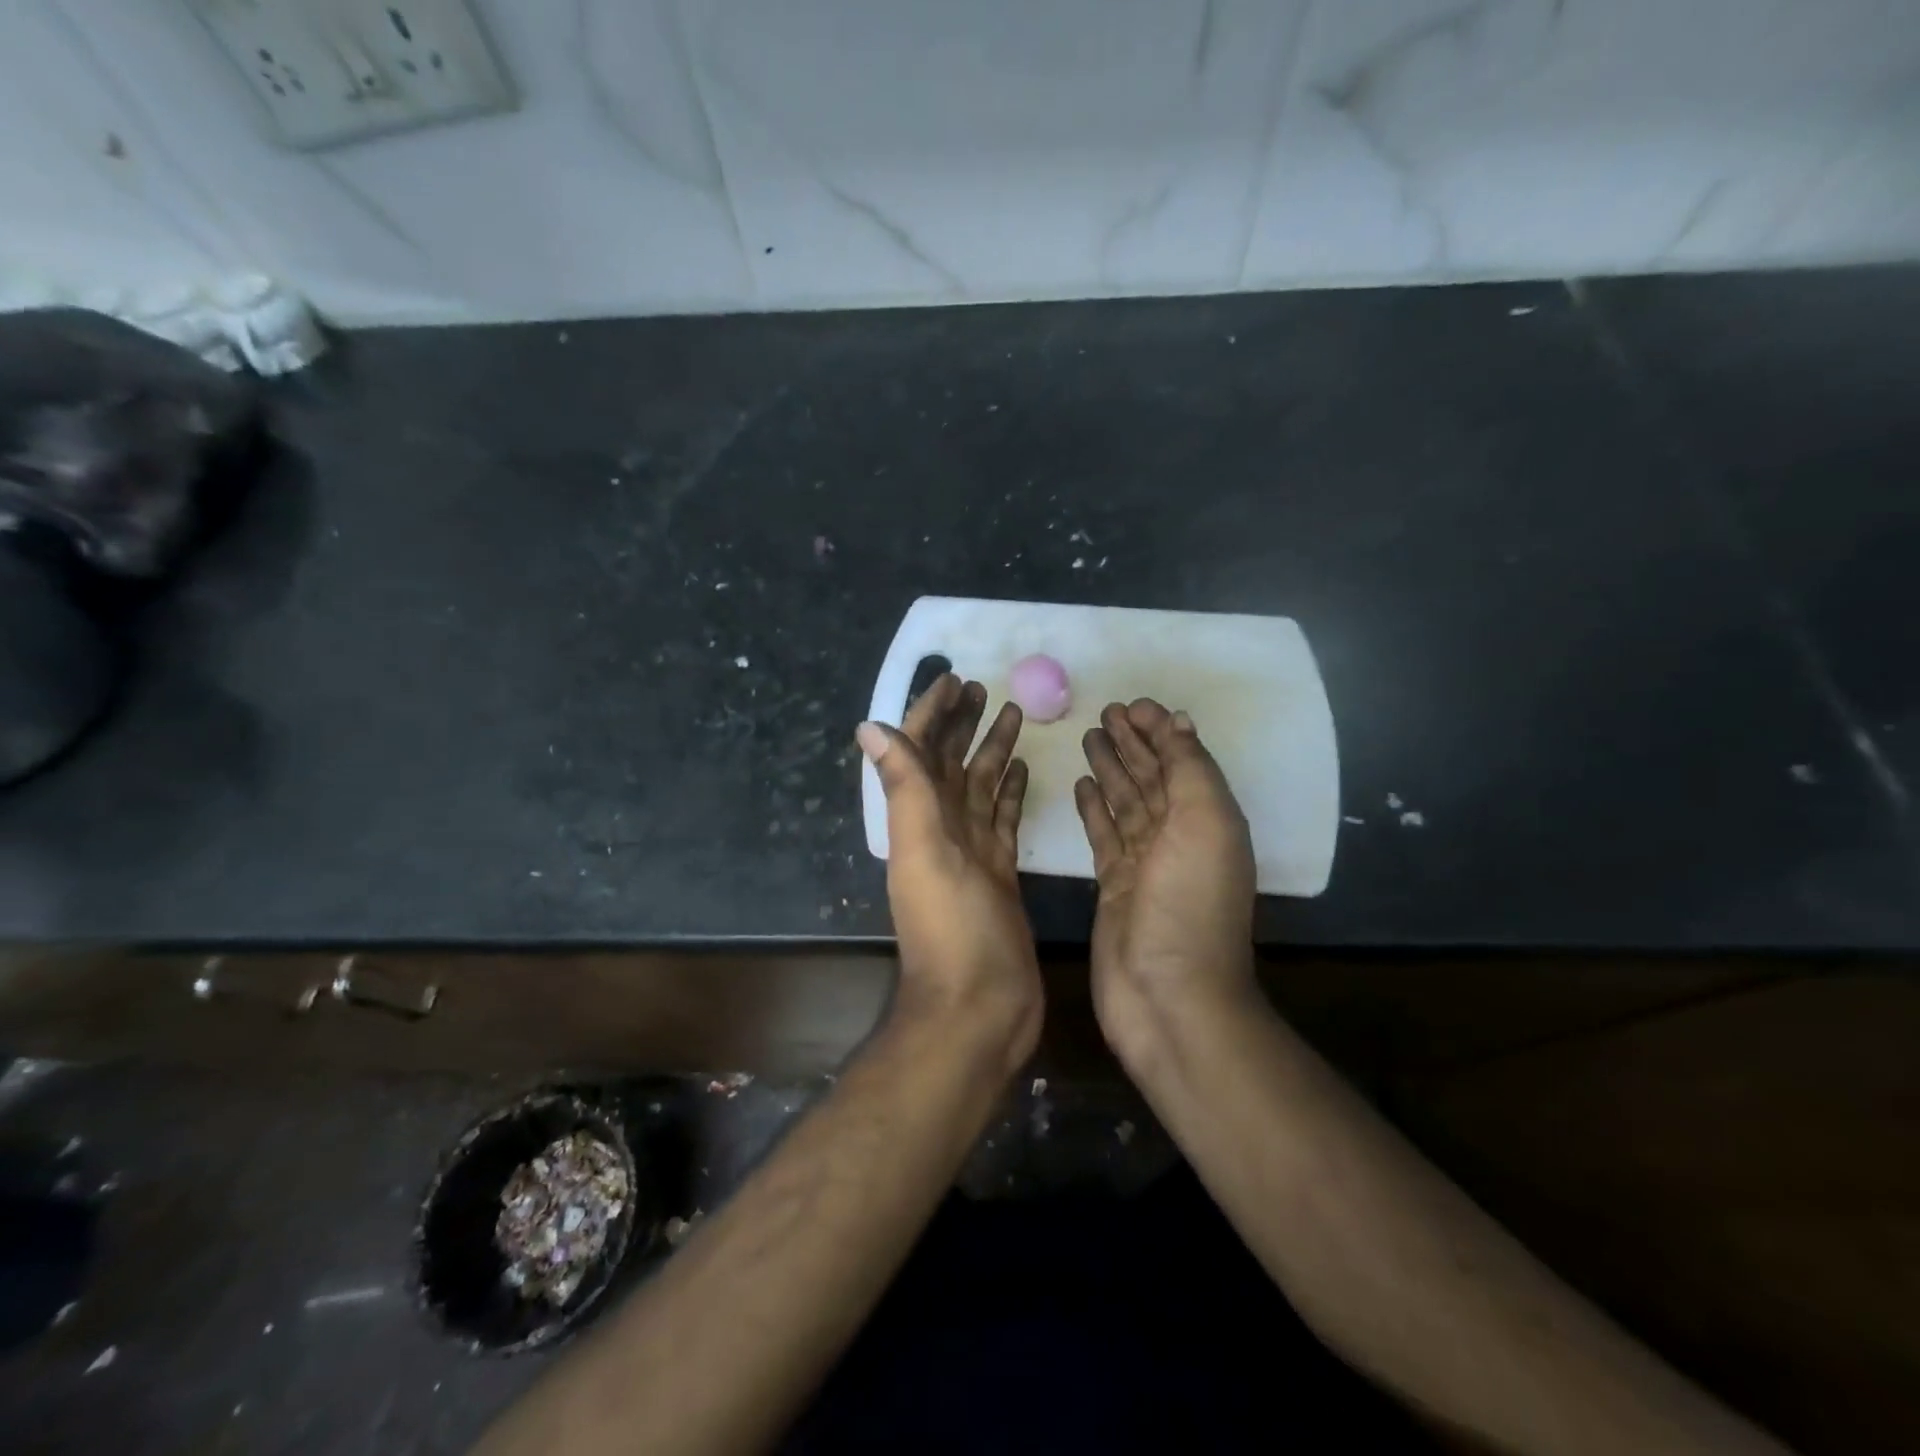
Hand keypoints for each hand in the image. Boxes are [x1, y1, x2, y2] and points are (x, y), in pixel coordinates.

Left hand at [859, 674, 1040, 1073]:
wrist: (980, 1006)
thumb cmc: (952, 928)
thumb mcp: (924, 851)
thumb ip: (903, 788)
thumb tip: (869, 725)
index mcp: (919, 819)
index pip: (920, 750)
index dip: (931, 712)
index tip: (952, 677)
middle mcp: (941, 829)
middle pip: (951, 762)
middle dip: (962, 722)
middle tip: (984, 687)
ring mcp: (972, 851)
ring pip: (980, 786)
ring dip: (991, 749)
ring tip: (1013, 713)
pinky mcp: (1001, 872)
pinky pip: (1003, 819)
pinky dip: (1010, 792)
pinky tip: (1023, 770)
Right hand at [1074, 699, 1260, 1070]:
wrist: (1167, 994)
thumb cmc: (1189, 904)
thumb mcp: (1205, 823)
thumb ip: (1190, 770)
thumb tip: (1178, 722)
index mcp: (1206, 819)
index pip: (1180, 761)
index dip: (1159, 731)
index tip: (1132, 705)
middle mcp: (1177, 836)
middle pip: (1151, 777)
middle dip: (1132, 744)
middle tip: (1104, 712)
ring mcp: (1143, 862)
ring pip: (1124, 802)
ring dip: (1110, 769)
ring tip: (1089, 737)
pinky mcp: (1113, 884)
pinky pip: (1103, 834)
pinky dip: (1093, 808)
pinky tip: (1080, 784)